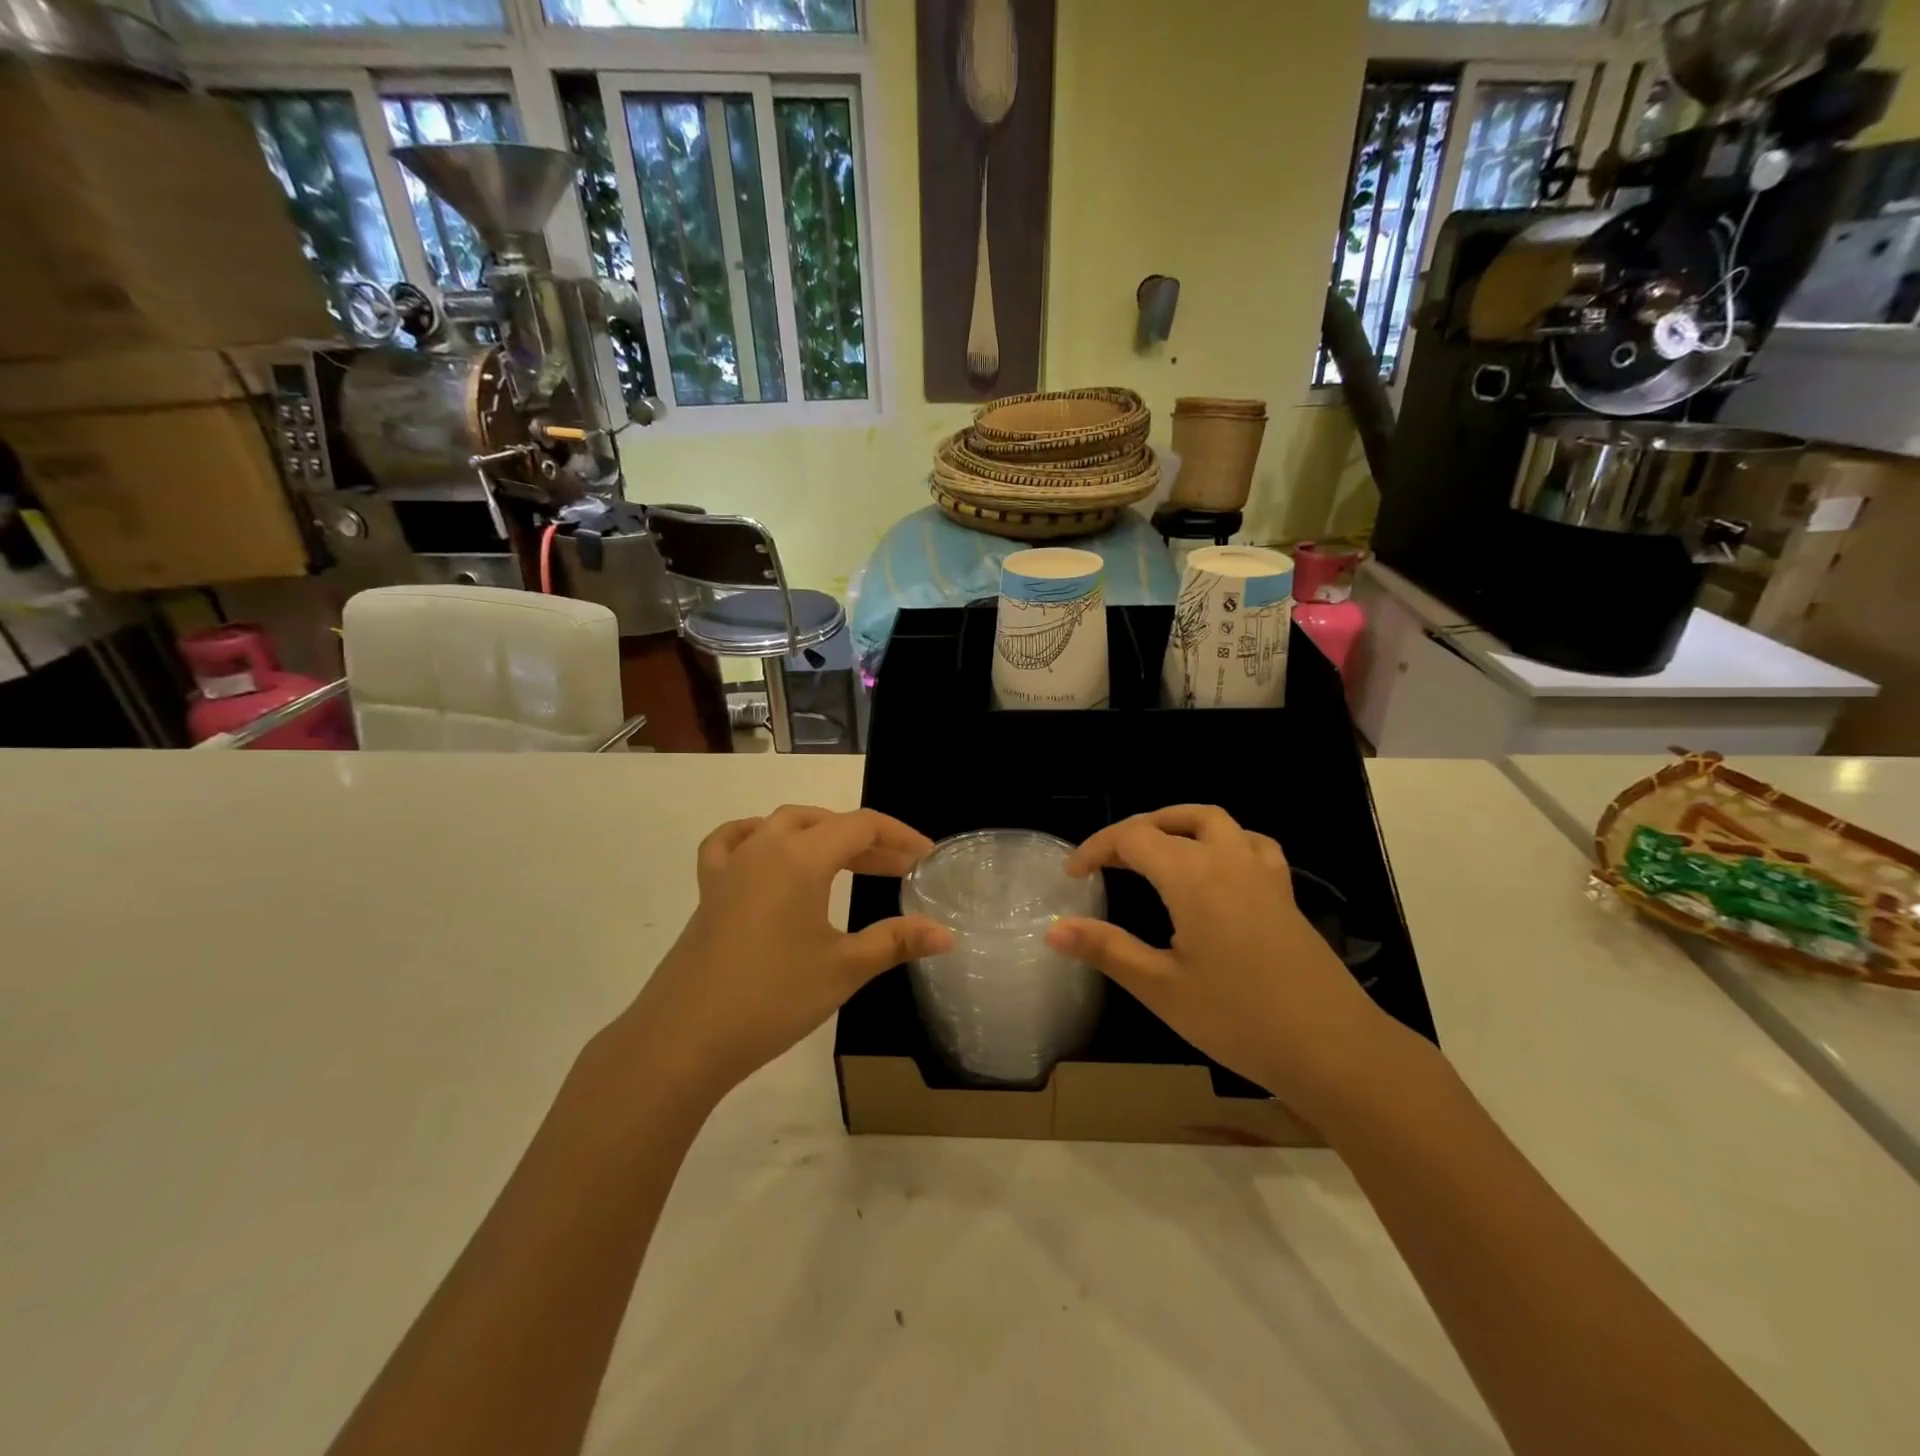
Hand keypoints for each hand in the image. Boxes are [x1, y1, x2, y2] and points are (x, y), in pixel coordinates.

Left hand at [617, 806, 952, 1102]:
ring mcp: (731, 866)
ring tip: (848, 861)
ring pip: (783, 826)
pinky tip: (767, 851)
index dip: (900, 837)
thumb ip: (896, 942)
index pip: (861, 826)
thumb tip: (947, 935)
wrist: (684, 1039)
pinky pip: (732, 842)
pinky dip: (757, 836)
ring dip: (821, 835)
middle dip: (867, 841)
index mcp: (801, 857)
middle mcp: (765, 847)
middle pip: (826, 823)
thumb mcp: (843, 969)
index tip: (926, 858)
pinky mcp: (709, 889)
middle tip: (898, 870)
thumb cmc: (772, 998)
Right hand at [1045, 805, 1400, 1118]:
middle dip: (1134, 832)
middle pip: (1173, 820)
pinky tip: (1217, 870)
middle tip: (1108, 861)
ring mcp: (1262, 874)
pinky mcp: (1285, 894)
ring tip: (1155, 852)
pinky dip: (1223, 841)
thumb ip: (1106, 950)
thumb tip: (1054, 930)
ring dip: (1178, 825)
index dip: (1096, 849)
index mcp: (1192, 877)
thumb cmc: (1238, 1019)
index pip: (1132, 838)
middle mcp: (1227, 860)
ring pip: (1215, 822)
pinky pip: (1250, 844)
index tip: (1072, 876)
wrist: (1333, 1049)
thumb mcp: (1161, 988)